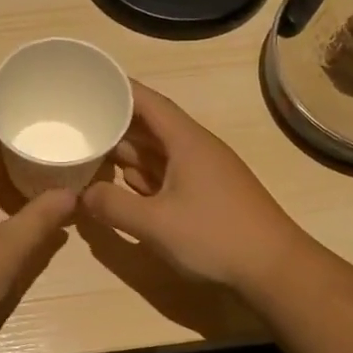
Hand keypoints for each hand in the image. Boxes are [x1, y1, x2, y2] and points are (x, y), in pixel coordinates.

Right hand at [80, 81, 307, 295]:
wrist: (274, 269)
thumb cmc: (214, 236)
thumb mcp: (154, 223)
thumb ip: (113, 205)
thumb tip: (83, 194)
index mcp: (186, 141)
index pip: (148, 101)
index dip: (118, 90)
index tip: (88, 84)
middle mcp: (195, 149)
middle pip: (150, 125)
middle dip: (115, 123)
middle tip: (78, 123)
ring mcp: (204, 172)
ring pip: (159, 152)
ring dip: (127, 151)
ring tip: (90, 150)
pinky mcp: (208, 195)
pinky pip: (168, 174)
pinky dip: (144, 175)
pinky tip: (123, 183)